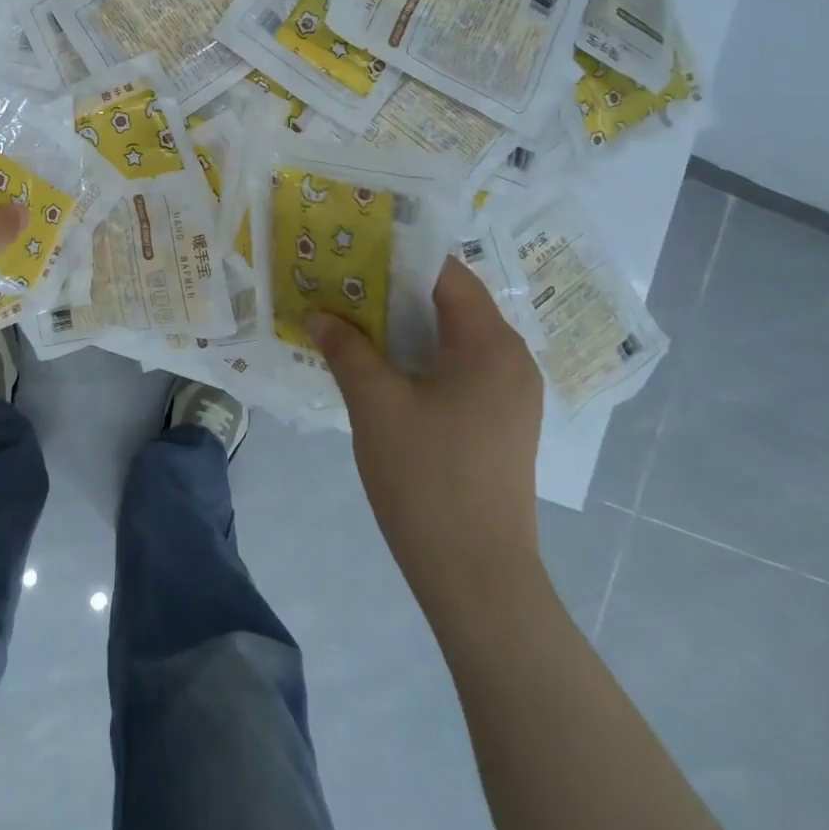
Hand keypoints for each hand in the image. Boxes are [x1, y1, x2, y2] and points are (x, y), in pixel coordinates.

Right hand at [306, 257, 544, 608]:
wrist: (478, 579)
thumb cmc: (427, 477)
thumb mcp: (375, 403)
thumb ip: (346, 349)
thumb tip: (318, 314)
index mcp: (490, 343)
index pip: (445, 274)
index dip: (397, 257)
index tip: (351, 250)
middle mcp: (510, 360)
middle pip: (449, 304)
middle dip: (393, 292)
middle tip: (340, 285)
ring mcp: (508, 395)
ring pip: (451, 339)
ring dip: (402, 328)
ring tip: (349, 320)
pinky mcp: (499, 424)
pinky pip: (456, 370)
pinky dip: (418, 359)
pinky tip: (377, 368)